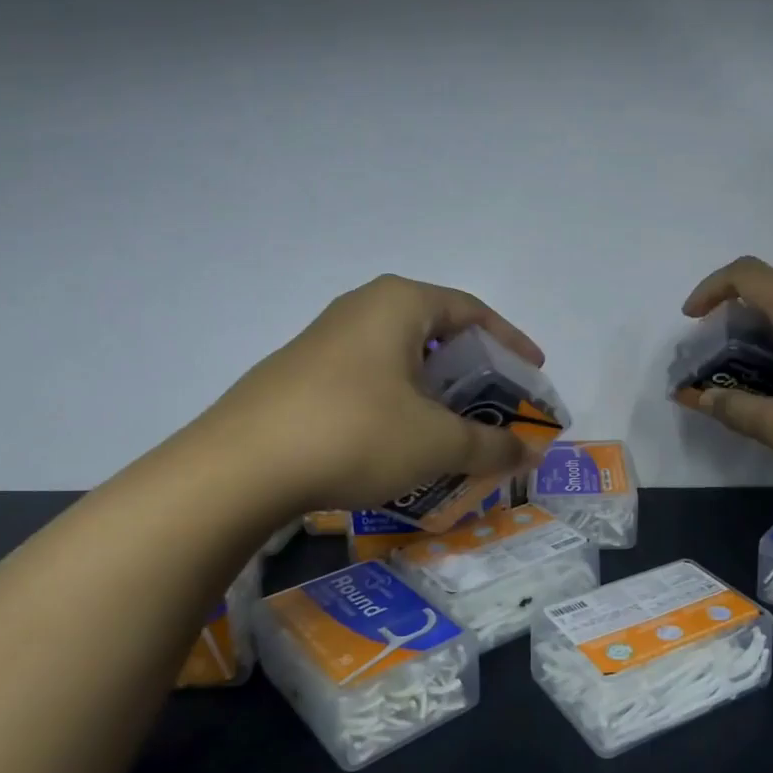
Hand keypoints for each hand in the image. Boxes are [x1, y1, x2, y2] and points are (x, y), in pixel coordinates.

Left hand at [195, 275, 544, 518]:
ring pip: (400, 358)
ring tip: (455, 427)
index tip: (533, 372)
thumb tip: (531, 452)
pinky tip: (402, 440)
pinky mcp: (300, 375)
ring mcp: (325, 341)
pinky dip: (401, 402)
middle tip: (497, 405)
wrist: (239, 468)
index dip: (510, 341)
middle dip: (473, 370)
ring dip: (436, 391)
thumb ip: (491, 445)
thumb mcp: (436, 442)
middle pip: (436, 332)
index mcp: (399, 304)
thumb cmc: (356, 433)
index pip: (472, 311)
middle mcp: (361, 309)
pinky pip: (370, 379)